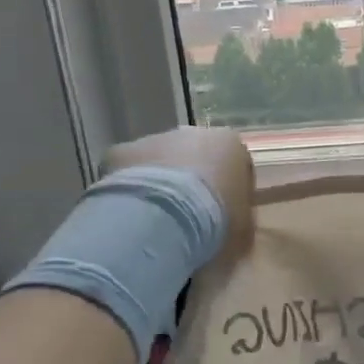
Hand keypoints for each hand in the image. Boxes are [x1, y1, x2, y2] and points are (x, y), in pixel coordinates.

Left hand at [104, 126, 254, 257]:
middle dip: (192, 184)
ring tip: (155, 222)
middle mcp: (193, 132)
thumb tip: (232, 228)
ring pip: (159, 162)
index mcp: (230, 144)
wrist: (166, 218)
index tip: (222, 219)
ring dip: (159, 185)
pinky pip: (127, 172)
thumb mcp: (242, 231)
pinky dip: (128, 190)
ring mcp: (154, 139)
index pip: (235, 166)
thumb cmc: (217, 221)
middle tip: (187, 221)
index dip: (229, 194)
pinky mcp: (121, 151)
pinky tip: (128, 217)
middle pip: (195, 158)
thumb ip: (240, 222)